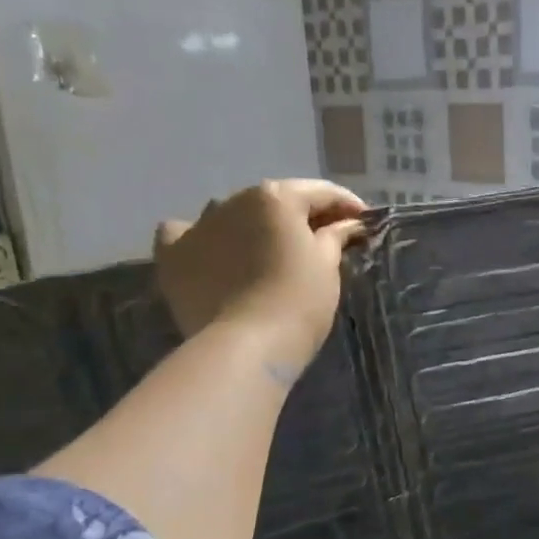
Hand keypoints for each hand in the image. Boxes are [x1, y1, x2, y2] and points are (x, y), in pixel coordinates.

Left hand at [153, 179, 366, 358]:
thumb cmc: (299, 301)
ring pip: (231, 214)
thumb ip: (335, 236)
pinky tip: (214, 252)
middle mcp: (233, 200)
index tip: (365, 223)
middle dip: (300, 217)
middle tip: (324, 240)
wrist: (247, 345)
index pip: (320, 193)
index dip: (347, 206)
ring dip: (252, 225)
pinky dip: (202, 238)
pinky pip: (185, 234)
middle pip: (275, 202)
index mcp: (276, 197)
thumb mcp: (327, 266)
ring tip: (268, 251)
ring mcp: (198, 225)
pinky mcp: (173, 255)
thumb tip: (349, 224)